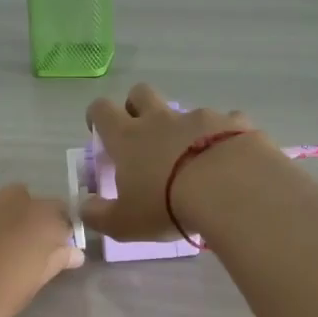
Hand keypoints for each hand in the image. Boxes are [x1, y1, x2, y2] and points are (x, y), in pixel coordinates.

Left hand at [0, 185, 82, 316]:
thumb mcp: (32, 284)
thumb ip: (54, 261)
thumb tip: (73, 252)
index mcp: (42, 219)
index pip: (63, 216)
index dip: (60, 234)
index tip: (55, 253)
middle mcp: (15, 201)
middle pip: (32, 204)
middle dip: (32, 222)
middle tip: (23, 252)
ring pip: (2, 204)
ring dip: (5, 220)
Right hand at [82, 84, 268, 240]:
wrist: (230, 189)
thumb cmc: (167, 206)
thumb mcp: (124, 223)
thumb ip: (98, 215)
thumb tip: (83, 207)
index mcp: (128, 138)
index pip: (102, 110)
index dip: (97, 117)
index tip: (100, 132)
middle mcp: (160, 120)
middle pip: (140, 93)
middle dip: (137, 106)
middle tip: (142, 136)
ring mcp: (200, 117)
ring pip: (186, 111)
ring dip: (184, 129)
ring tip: (195, 160)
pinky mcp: (234, 123)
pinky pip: (227, 122)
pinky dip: (224, 137)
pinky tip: (230, 159)